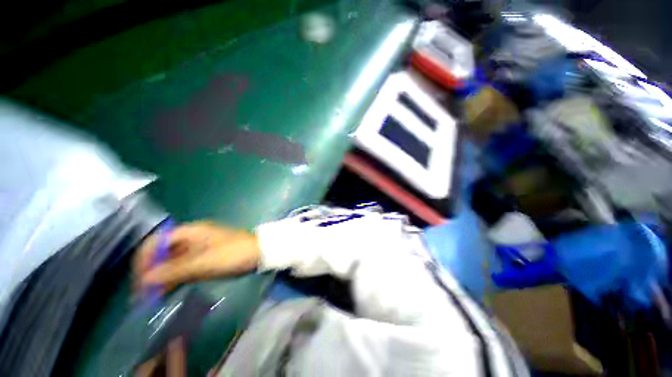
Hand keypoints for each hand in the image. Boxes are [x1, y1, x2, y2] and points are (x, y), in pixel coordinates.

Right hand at [135, 222, 260, 290]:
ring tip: (152, 297)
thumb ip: (173, 271)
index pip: (157, 242)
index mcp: (190, 232)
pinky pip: (184, 267)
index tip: (138, 281)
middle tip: (143, 295)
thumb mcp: (203, 263)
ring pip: (173, 261)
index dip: (144, 260)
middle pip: (163, 252)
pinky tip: (167, 292)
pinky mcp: (206, 257)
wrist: (259, 253)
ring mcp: (199, 247)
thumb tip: (143, 280)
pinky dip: (175, 278)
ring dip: (162, 277)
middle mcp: (191, 237)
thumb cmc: (233, 254)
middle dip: (151, 271)